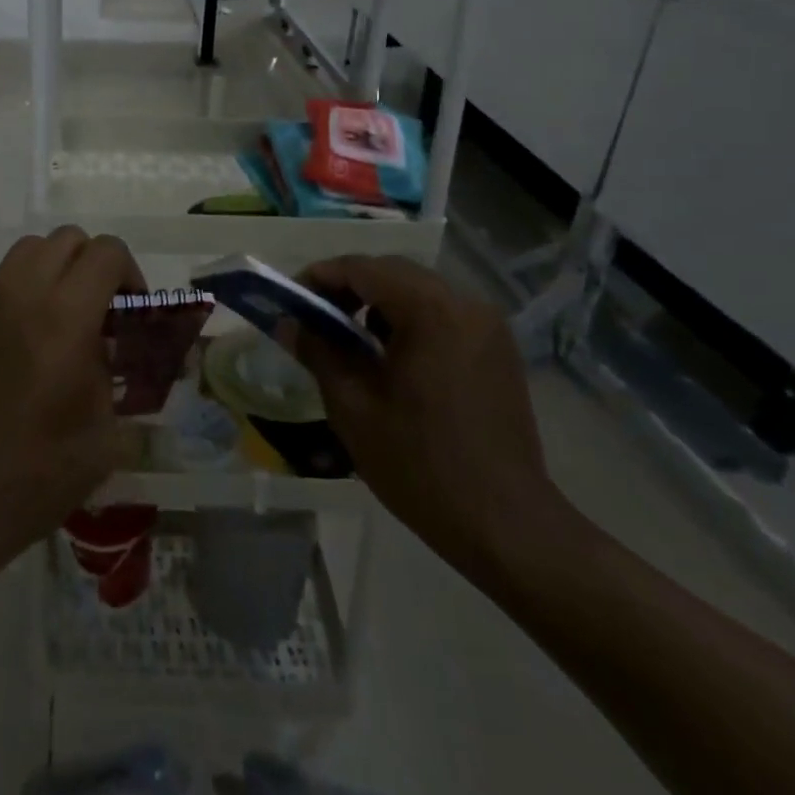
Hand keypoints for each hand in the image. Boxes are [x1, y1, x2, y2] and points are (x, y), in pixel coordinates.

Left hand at [0, 227, 142, 573]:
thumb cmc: (34, 474)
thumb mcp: (103, 434)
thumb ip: (117, 374)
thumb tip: (116, 350)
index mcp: (65, 318)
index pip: (106, 253)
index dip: (130, 274)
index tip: (132, 314)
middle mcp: (23, 294)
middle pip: (68, 239)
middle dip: (94, 265)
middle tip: (102, 313)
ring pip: (30, 249)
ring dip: (57, 269)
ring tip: (64, 319)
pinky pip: (2, 278)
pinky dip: (25, 289)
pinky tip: (27, 342)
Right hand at [285, 255, 568, 578]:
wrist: (507, 526)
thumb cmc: (420, 464)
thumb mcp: (353, 406)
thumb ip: (318, 351)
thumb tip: (288, 322)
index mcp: (429, 310)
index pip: (361, 268)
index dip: (320, 277)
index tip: (291, 301)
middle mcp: (464, 304)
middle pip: (392, 272)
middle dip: (348, 288)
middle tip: (316, 320)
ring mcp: (487, 326)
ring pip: (418, 291)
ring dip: (379, 303)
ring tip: (351, 341)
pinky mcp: (499, 349)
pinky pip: (443, 313)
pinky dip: (410, 320)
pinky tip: (392, 358)